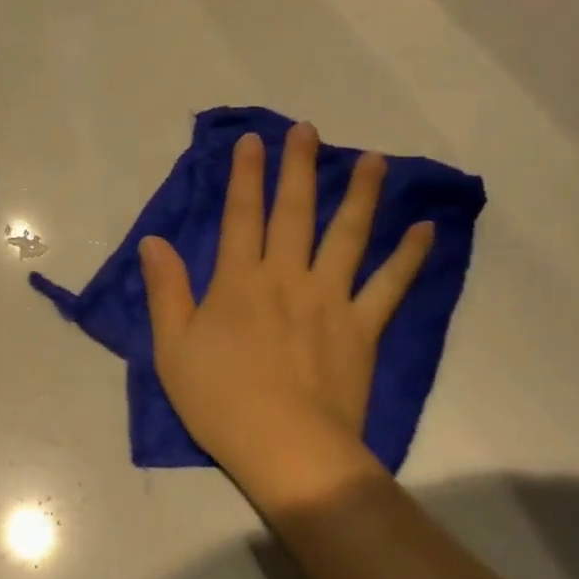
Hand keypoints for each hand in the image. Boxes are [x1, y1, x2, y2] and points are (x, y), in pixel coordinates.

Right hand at [138, 122, 432, 502]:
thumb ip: (166, 291)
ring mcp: (330, 300)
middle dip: (299, 168)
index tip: (252, 141)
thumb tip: (154, 242)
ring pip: (348, 236)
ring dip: (361, 195)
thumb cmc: (219, 402)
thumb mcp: (172, 349)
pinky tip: (424, 229)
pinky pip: (389, 285)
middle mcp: (287, 278)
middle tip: (308, 131)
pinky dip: (408, 256)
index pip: (241, 217)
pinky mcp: (362, 328)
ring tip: (373, 161)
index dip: (245, 177)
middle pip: (295, 213)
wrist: (285, 447)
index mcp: (239, 282)